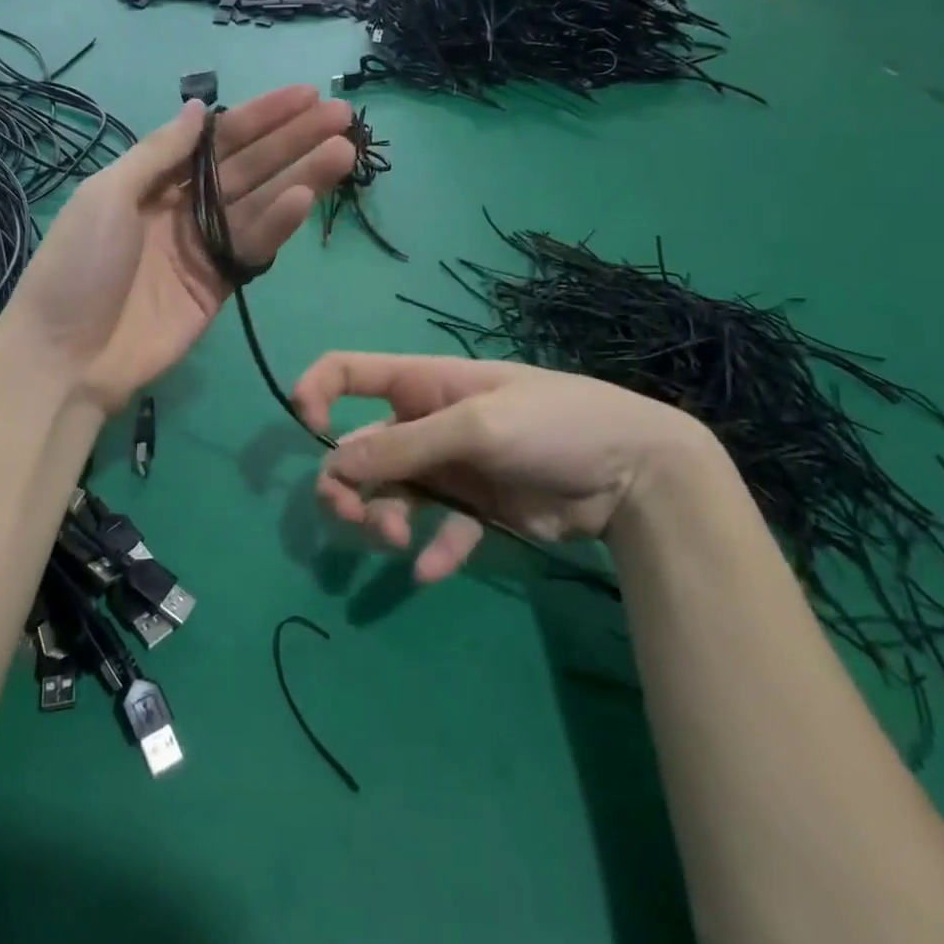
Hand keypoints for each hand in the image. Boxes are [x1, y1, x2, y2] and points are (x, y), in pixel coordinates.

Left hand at [6, 86, 355, 412]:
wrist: (66, 356)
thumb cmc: (78, 266)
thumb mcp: (107, 195)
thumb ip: (158, 152)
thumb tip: (198, 109)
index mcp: (153, 182)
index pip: (217, 141)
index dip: (260, 118)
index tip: (304, 95)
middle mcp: (184, 209)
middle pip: (247, 168)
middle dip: (292, 141)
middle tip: (342, 116)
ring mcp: (204, 249)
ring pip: (261, 205)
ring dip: (302, 176)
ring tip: (344, 150)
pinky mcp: (219, 287)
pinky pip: (254, 248)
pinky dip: (280, 223)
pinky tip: (306, 197)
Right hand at [293, 352, 718, 580]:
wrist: (636, 472)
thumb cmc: (553, 423)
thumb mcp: (476, 426)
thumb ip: (405, 445)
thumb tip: (335, 461)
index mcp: (421, 384)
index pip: (348, 372)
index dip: (316, 392)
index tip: (307, 428)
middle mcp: (424, 424)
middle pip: (358, 449)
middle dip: (345, 482)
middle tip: (356, 516)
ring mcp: (447, 468)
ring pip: (388, 493)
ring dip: (380, 517)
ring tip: (397, 542)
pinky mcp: (473, 508)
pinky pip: (437, 530)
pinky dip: (431, 550)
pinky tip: (430, 571)